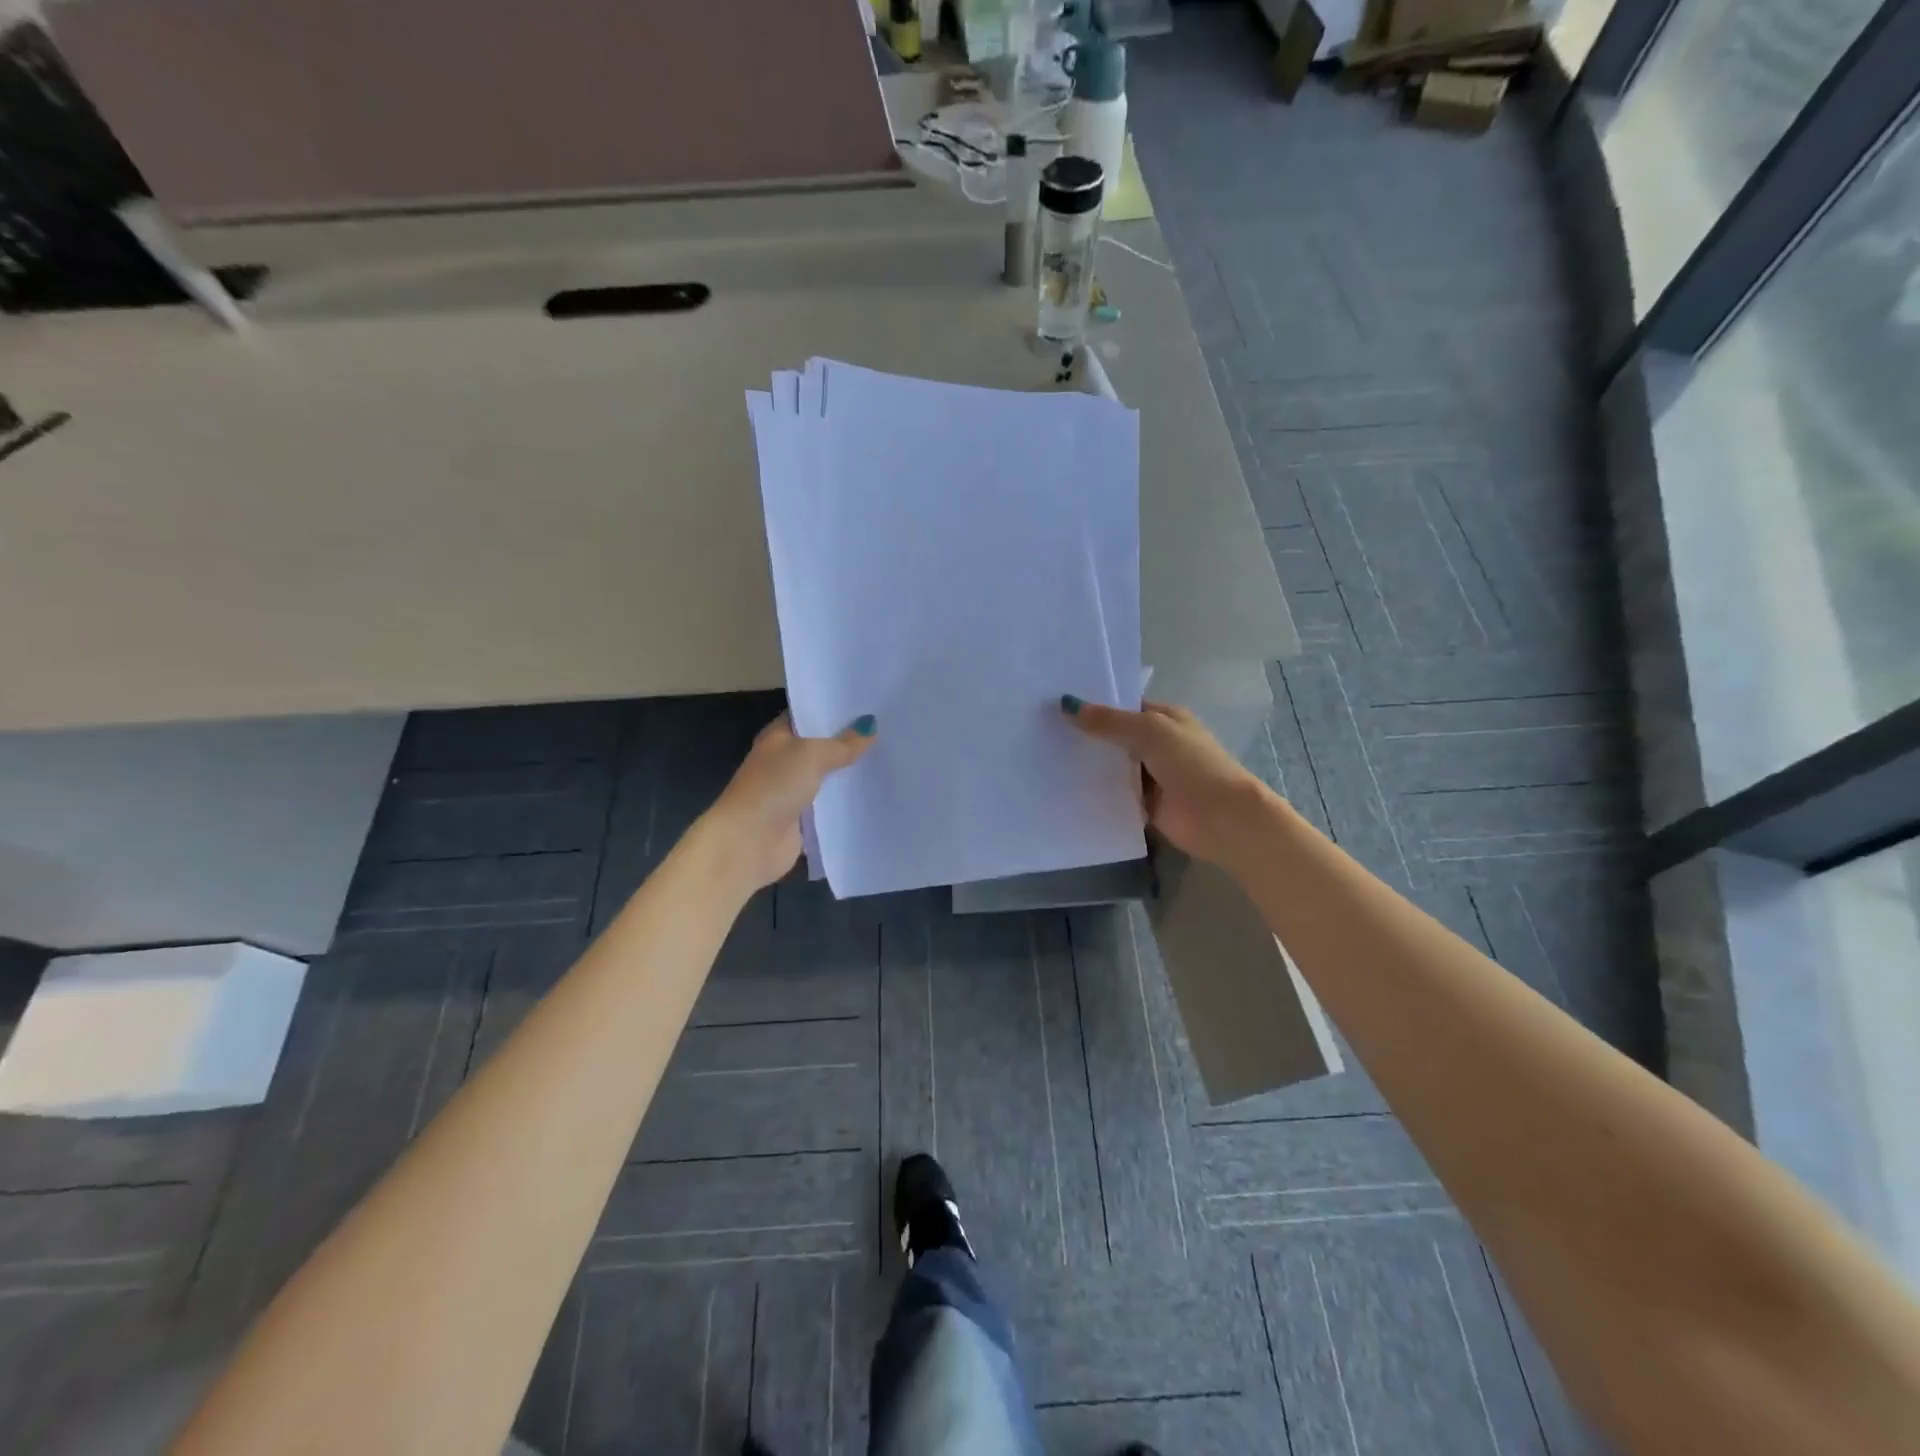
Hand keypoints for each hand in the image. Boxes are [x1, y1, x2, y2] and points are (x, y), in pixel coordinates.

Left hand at [698, 713, 876, 890]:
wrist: (749, 841)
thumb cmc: (774, 786)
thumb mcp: (811, 755)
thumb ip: (842, 744)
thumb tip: (870, 726)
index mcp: (777, 737)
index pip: (808, 716)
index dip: (834, 710)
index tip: (867, 704)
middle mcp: (783, 761)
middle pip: (821, 747)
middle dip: (849, 742)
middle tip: (886, 731)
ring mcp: (792, 791)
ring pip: (828, 777)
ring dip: (850, 773)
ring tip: (888, 760)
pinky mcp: (802, 819)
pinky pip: (830, 805)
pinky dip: (846, 802)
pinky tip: (874, 794)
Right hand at [1062, 696, 1273, 866]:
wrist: (1221, 817)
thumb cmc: (1191, 763)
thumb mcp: (1149, 731)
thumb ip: (1109, 721)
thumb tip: (1067, 705)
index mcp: (1165, 718)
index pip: (1123, 707)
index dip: (1093, 706)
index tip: (1055, 705)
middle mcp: (1157, 744)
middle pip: (1114, 737)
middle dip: (1085, 736)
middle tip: (1040, 731)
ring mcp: (1151, 776)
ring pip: (1112, 767)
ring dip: (1087, 766)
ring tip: (1043, 758)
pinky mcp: (1144, 805)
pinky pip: (1114, 795)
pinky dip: (1095, 794)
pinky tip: (1063, 790)